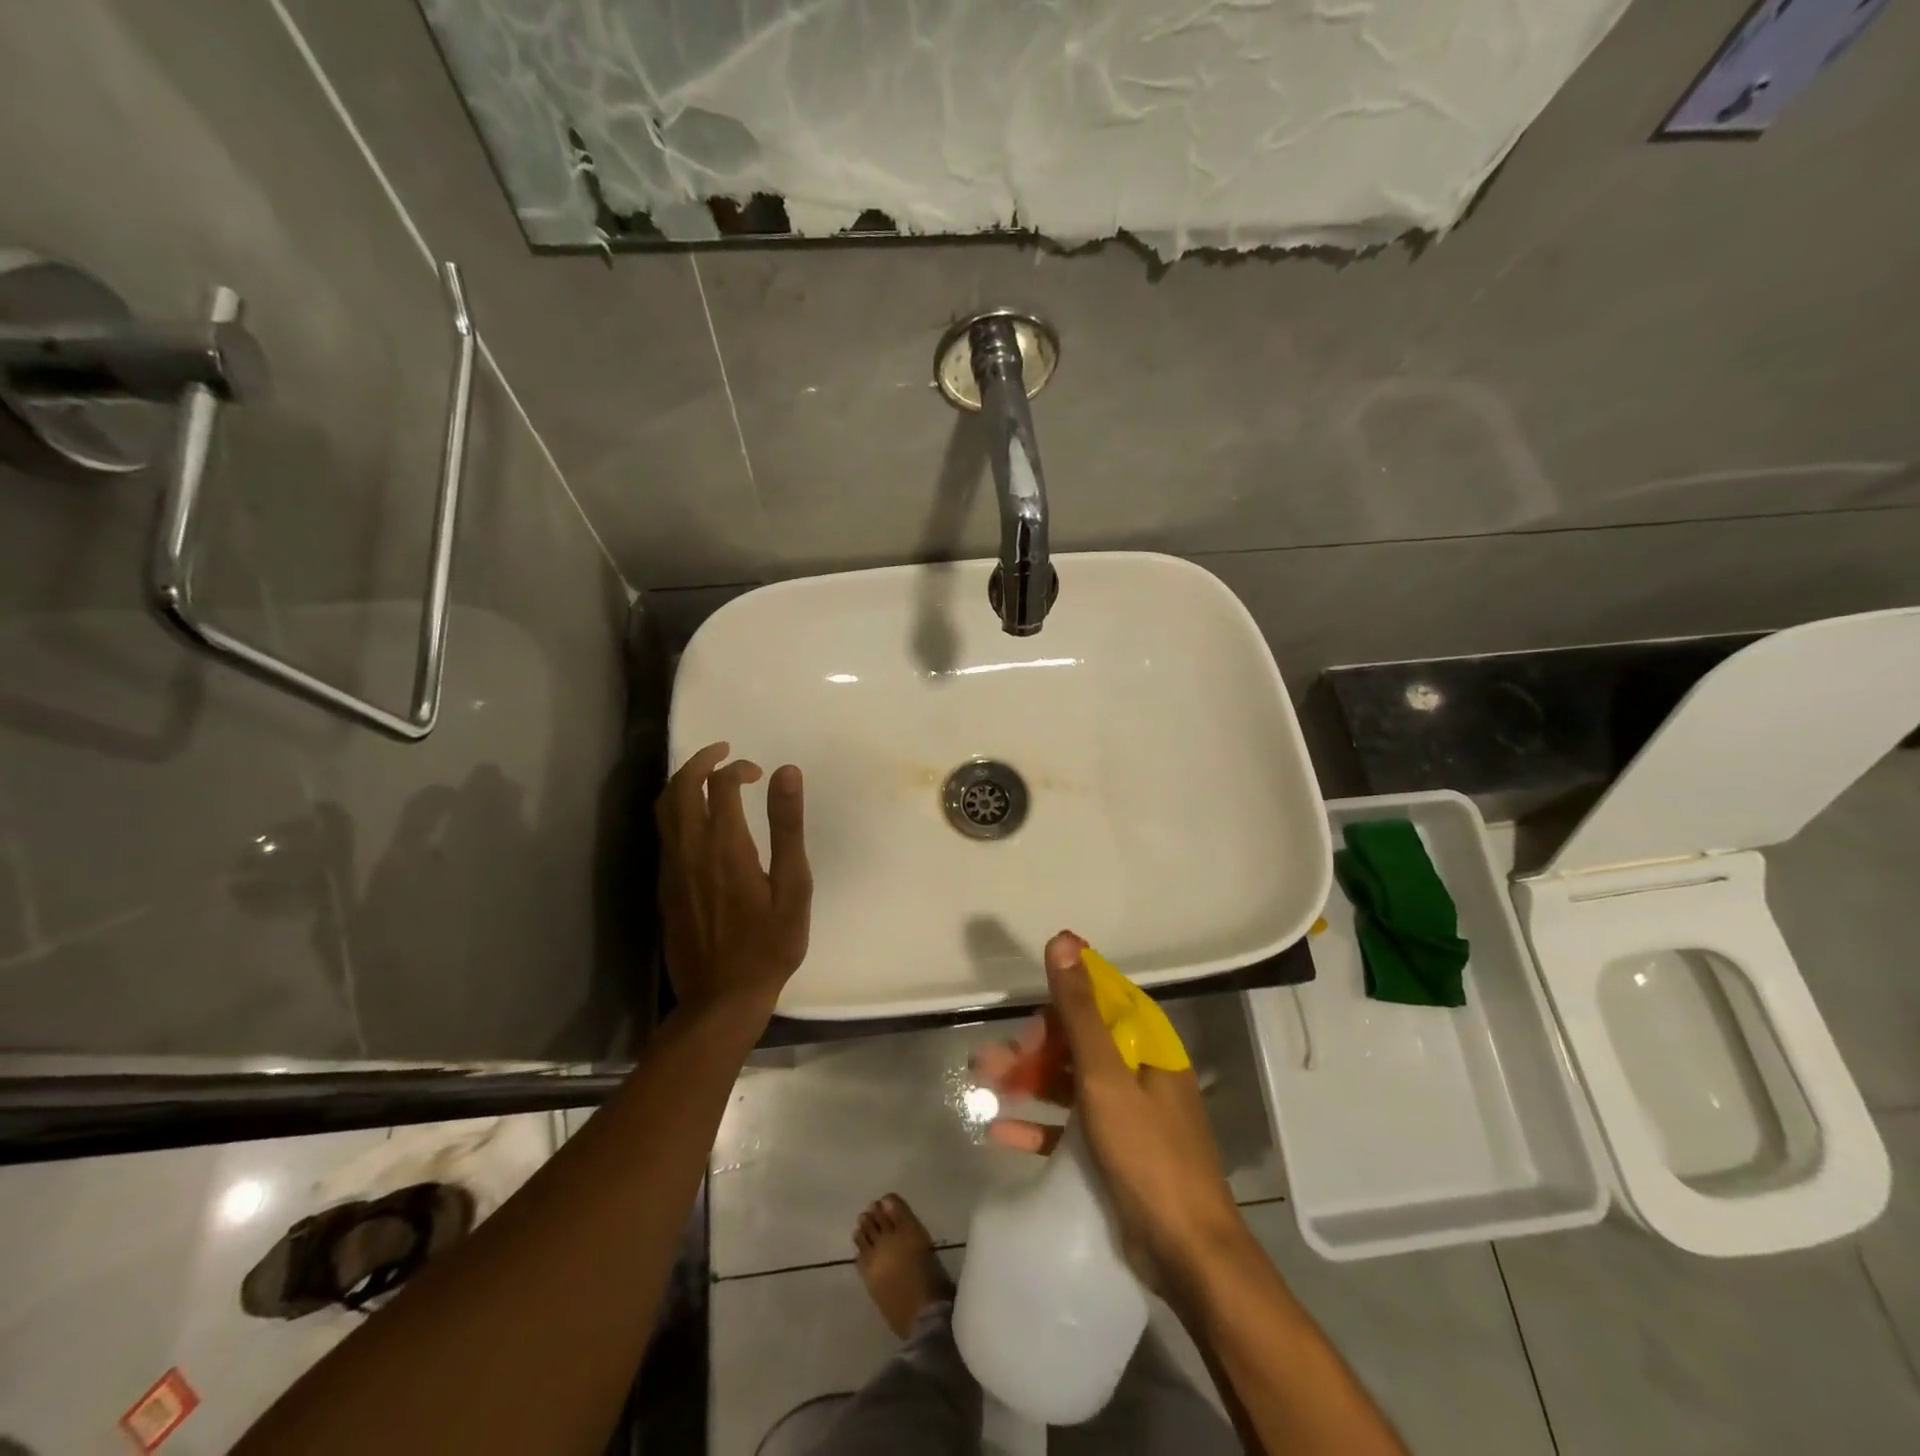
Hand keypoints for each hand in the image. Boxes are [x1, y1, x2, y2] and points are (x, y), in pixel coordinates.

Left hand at [656, 742, 811, 1020]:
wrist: (721, 998)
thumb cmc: (769, 944)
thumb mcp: (793, 886)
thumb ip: (787, 827)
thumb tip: (785, 772)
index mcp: (725, 846)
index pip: (720, 785)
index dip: (737, 768)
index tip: (758, 773)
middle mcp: (689, 850)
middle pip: (681, 788)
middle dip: (700, 762)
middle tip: (724, 753)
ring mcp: (671, 869)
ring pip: (664, 809)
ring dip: (683, 783)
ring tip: (707, 777)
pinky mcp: (664, 887)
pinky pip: (664, 833)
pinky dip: (677, 810)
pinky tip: (699, 820)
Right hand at [973, 931, 1243, 1285]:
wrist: (1187, 1254)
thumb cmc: (1147, 1154)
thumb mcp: (1105, 1076)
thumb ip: (1080, 1010)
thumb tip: (1062, 941)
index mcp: (1146, 1044)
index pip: (1101, 998)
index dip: (1061, 996)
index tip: (1024, 1006)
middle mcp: (1137, 1070)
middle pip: (1077, 1041)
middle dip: (1032, 1046)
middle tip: (990, 1059)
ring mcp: (1126, 1112)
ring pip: (1068, 1081)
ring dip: (1027, 1080)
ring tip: (982, 1083)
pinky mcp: (1113, 1151)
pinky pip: (1069, 1127)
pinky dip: (1038, 1125)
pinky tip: (1000, 1131)